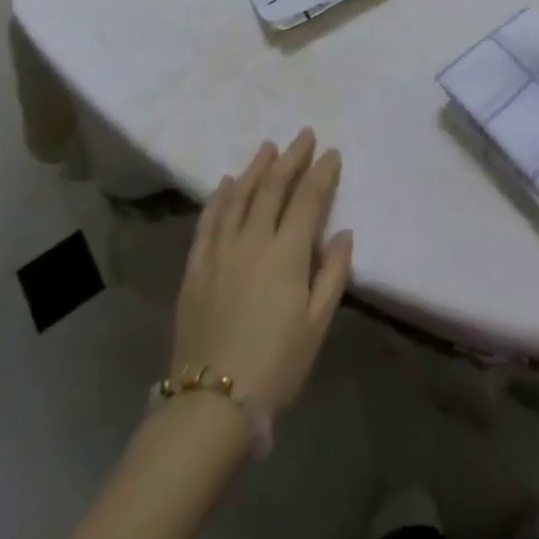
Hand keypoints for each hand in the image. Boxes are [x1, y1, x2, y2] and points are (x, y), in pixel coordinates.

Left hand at [171, 129, 352, 418]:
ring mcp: (220, 250)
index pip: (308, 199)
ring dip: (255, 167)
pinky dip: (218, 196)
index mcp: (287, 253)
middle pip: (273, 187)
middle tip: (303, 135)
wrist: (211, 403)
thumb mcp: (317, 325)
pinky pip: (208, 220)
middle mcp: (253, 240)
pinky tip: (224, 182)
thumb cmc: (276, 366)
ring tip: (268, 147)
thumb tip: (343, 233)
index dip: (321, 173)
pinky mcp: (196, 265)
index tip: (331, 152)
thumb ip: (332, 274)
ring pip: (238, 195)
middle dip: (291, 158)